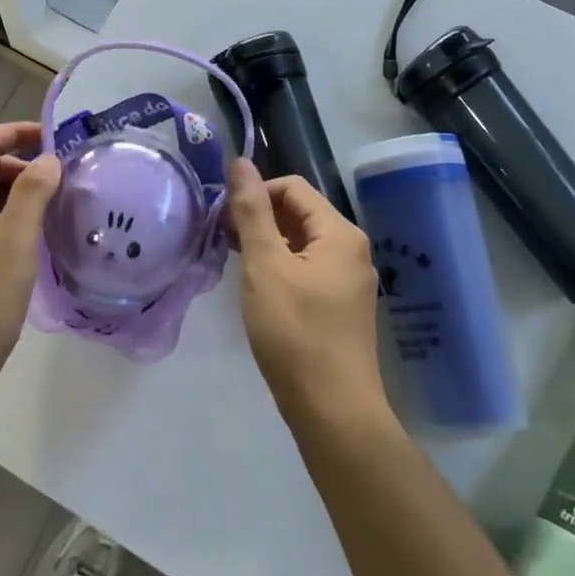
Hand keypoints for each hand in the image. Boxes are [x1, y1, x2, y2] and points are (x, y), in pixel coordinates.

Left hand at [0, 122, 60, 398]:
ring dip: (12, 188)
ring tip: (49, 202)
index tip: (50, 138)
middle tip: (52, 174)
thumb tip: (48, 158)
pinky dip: (6, 214)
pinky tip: (31, 237)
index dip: (12, 132)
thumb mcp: (14, 244)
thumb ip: (32, 194)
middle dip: (15, 160)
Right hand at [229, 162, 387, 429]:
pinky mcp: (341, 306)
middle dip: (259, 218)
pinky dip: (280, 267)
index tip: (224, 219)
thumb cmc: (296, 334)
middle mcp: (351, 250)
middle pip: (299, 213)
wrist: (334, 414)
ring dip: (266, 243)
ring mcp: (349, 280)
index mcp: (339, 233)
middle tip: (223, 240)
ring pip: (301, 242)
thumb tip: (239, 161)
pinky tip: (258, 288)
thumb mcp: (265, 267)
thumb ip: (251, 211)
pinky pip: (307, 268)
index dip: (255, 194)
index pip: (292, 187)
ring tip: (235, 262)